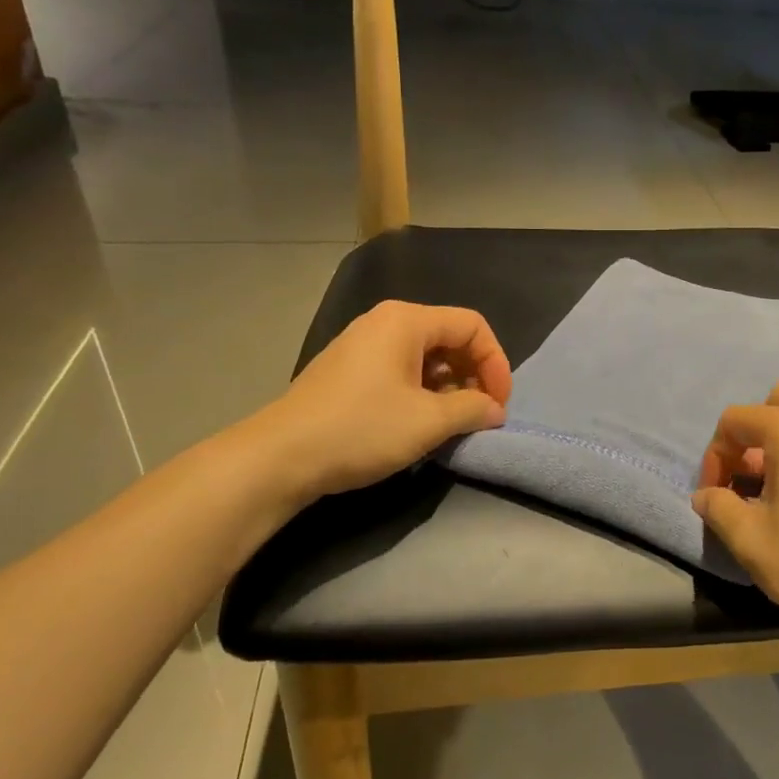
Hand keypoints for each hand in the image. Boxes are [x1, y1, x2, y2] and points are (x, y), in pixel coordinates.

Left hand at [245, 301, 512, 502]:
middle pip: (450, 337)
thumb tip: (495, 410)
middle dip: (474, 374)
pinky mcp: (348, 371)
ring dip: (450, 387)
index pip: (472, 326)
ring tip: (452, 423)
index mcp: (406, 320)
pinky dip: (423, 391)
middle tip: (480, 414)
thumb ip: (472, 409)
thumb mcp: (428, 422)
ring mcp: (362, 345)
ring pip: (426, 356)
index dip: (496, 363)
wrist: (279, 457)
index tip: (499, 405)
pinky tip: (420, 423)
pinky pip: (401, 369)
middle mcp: (384, 322)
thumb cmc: (361, 429)